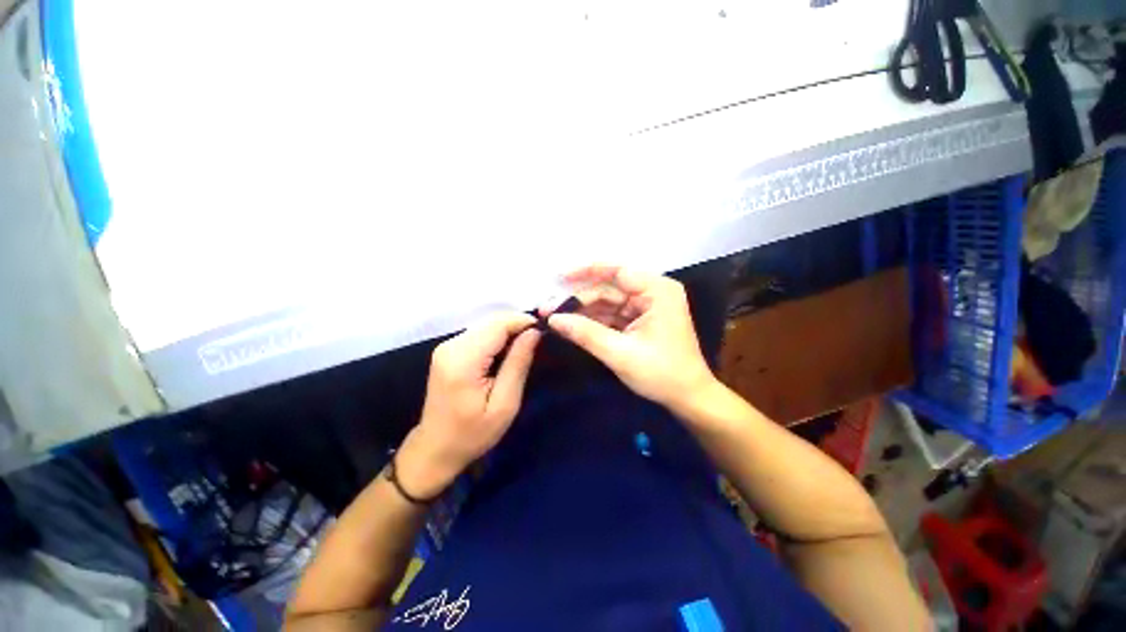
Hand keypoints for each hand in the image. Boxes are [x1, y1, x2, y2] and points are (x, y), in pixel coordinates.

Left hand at [396, 313, 540, 499]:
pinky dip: (497, 337)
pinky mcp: (448, 350)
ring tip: (525, 349)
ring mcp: (447, 346)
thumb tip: (534, 332)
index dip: (523, 322)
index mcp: (463, 360)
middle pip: (492, 321)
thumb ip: (518, 363)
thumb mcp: (505, 403)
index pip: (498, 324)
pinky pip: (479, 333)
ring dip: (508, 331)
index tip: (544, 332)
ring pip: (486, 324)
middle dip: (517, 325)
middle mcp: (451, 345)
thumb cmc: (473, 433)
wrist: (436, 448)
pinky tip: (506, 353)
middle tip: (537, 342)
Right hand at [545, 265, 716, 411]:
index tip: (558, 277)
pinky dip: (592, 321)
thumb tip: (553, 319)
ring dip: (581, 312)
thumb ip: (586, 333)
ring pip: (606, 303)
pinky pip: (611, 316)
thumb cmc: (661, 374)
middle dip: (578, 300)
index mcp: (657, 291)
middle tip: (547, 309)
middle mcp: (652, 293)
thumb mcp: (620, 353)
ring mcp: (646, 307)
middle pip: (608, 289)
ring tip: (552, 318)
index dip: (585, 272)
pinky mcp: (639, 321)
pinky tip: (571, 325)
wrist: (688, 398)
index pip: (617, 271)